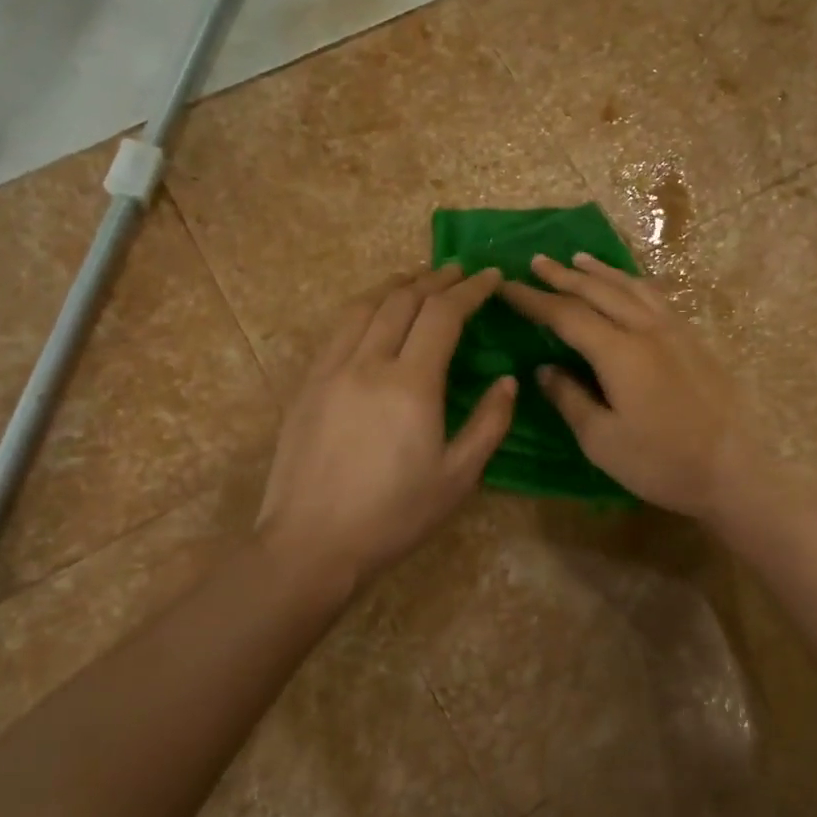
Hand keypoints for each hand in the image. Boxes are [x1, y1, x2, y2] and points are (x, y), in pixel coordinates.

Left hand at [255, 265, 515, 597]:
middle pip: (403, 301)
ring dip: (396, 286)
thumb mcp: (457, 478)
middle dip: (435, 280)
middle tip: (457, 273)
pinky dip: (365, 308)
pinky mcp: (308, 384)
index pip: (443, 315)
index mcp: (411, 385)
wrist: (312, 543)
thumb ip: (489, 424)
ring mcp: (331, 370)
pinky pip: (339, 329)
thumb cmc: (394, 515)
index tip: (491, 277)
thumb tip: (507, 382)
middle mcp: (368, 363)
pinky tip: (374, 315)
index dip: (470, 290)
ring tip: (417, 280)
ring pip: (365, 307)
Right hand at [499, 254, 773, 522]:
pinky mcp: (693, 340)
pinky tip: (629, 285)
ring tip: (578, 259)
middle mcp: (647, 329)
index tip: (506, 287)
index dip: (533, 300)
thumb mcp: (602, 440)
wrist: (733, 470)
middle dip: (563, 275)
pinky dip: (632, 283)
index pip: (566, 315)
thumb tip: (544, 369)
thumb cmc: (661, 462)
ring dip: (600, 271)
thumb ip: (569, 399)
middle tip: (536, 261)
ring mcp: (675, 331)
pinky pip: (656, 297)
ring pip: (631, 287)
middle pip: (598, 291)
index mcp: (619, 352)